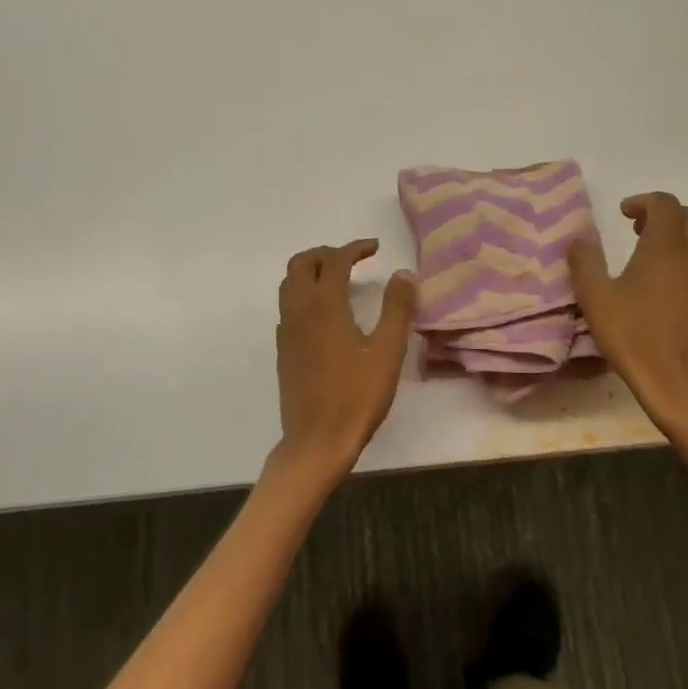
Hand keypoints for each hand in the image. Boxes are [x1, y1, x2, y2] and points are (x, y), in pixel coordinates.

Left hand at [275, 239, 416, 473]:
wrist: (317, 440)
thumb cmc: (357, 396)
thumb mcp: (388, 351)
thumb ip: (397, 308)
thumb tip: (404, 274)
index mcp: (325, 307)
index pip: (335, 261)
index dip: (354, 248)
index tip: (375, 248)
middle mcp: (299, 312)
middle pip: (301, 264)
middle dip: (326, 253)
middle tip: (353, 260)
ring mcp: (287, 331)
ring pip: (289, 284)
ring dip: (311, 271)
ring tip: (338, 279)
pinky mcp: (283, 350)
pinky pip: (287, 307)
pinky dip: (303, 294)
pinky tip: (325, 313)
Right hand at [567, 193, 687, 436]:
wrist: (680, 382)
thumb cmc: (634, 337)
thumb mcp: (595, 299)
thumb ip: (585, 262)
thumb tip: (581, 239)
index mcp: (664, 245)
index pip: (663, 203)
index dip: (643, 202)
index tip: (625, 213)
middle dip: (664, 217)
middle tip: (641, 234)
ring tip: (673, 253)